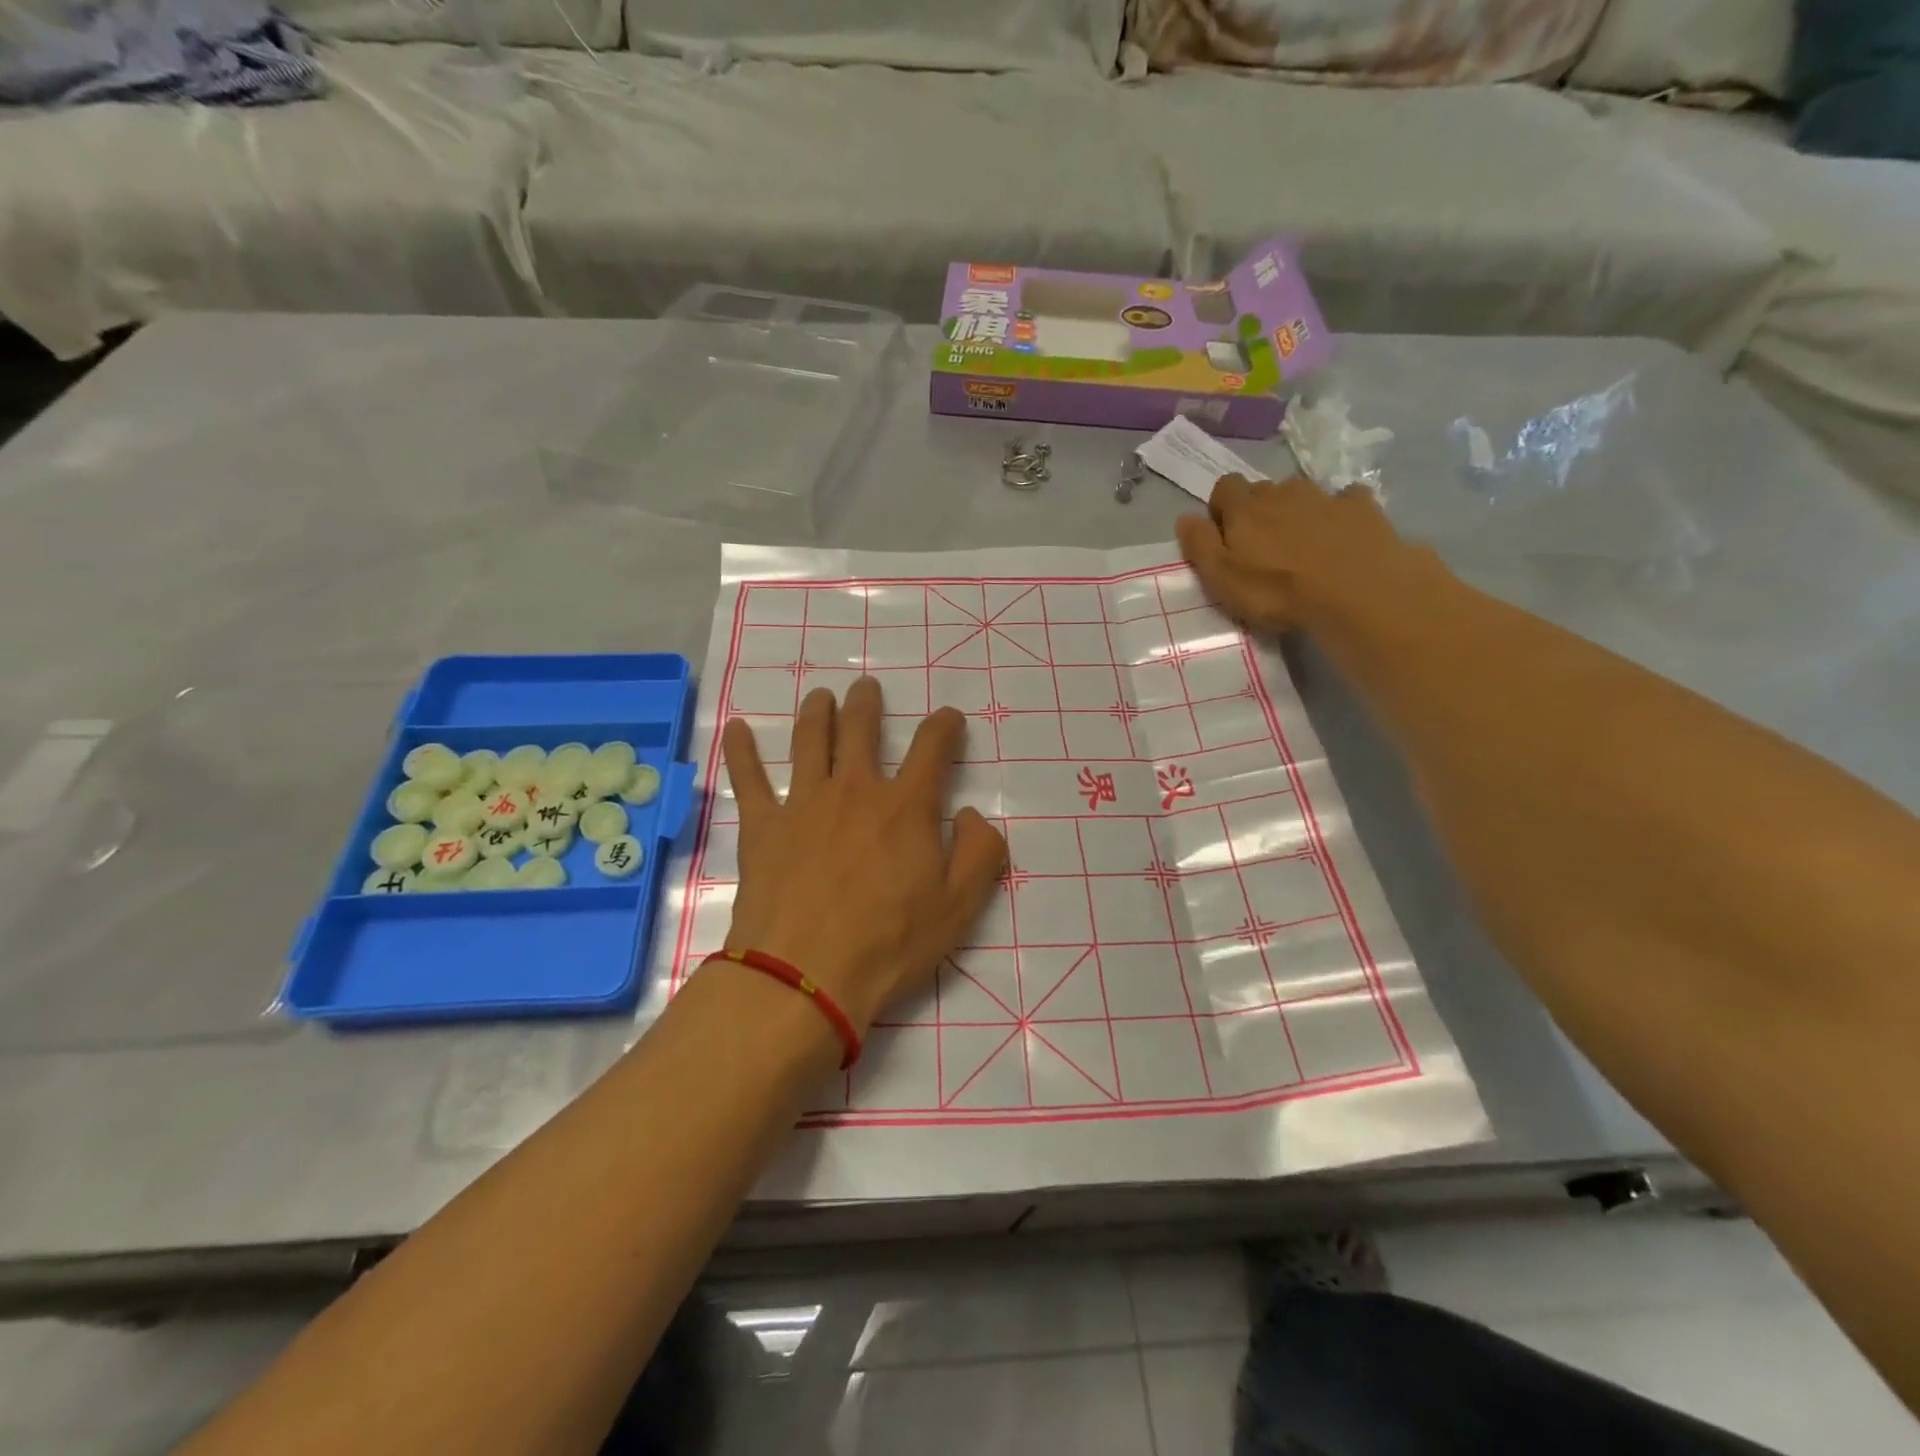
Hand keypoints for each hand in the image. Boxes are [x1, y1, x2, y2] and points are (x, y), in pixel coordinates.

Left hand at [718, 678, 1006, 1034]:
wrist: (805, 975)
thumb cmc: (889, 943)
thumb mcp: (960, 906)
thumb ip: (980, 852)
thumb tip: (972, 815)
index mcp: (905, 806)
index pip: (932, 748)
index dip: (945, 726)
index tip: (949, 718)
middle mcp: (854, 789)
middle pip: (861, 729)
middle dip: (867, 703)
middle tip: (866, 687)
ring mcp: (804, 803)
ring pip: (809, 740)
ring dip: (816, 711)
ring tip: (820, 696)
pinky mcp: (763, 826)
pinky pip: (749, 778)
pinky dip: (741, 750)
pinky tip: (735, 727)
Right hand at [1175, 474, 1427, 633]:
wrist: (1355, 590)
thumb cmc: (1277, 590)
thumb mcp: (1222, 577)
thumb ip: (1199, 544)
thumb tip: (1184, 517)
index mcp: (1245, 508)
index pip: (1224, 487)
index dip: (1222, 508)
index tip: (1225, 535)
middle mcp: (1282, 491)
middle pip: (1263, 491)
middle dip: (1259, 511)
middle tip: (1263, 547)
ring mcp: (1325, 496)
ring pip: (1302, 494)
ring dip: (1297, 511)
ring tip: (1302, 544)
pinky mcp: (1362, 506)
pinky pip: (1345, 500)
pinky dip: (1339, 512)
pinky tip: (1342, 535)